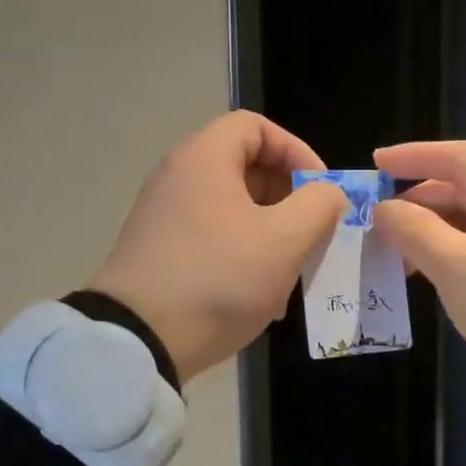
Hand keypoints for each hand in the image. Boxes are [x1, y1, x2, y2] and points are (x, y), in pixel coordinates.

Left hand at [89, 112, 347, 383]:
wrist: (139, 339)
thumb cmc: (219, 278)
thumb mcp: (284, 240)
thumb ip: (318, 206)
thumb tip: (326, 194)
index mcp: (204, 158)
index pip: (255, 126)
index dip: (296, 150)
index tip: (320, 191)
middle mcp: (177, 177)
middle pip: (244, 166)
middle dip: (287, 197)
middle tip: (311, 233)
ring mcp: (163, 216)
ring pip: (231, 208)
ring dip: (269, 232)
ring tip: (290, 271)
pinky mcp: (158, 251)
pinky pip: (211, 237)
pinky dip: (241, 253)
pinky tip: (260, 295)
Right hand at [372, 141, 465, 441]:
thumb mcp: (460, 271)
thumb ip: (415, 231)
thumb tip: (384, 210)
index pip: (464, 156)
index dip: (414, 157)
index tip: (375, 163)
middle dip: (422, 200)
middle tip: (377, 219)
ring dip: (437, 229)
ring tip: (395, 250)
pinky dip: (458, 250)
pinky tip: (429, 270)